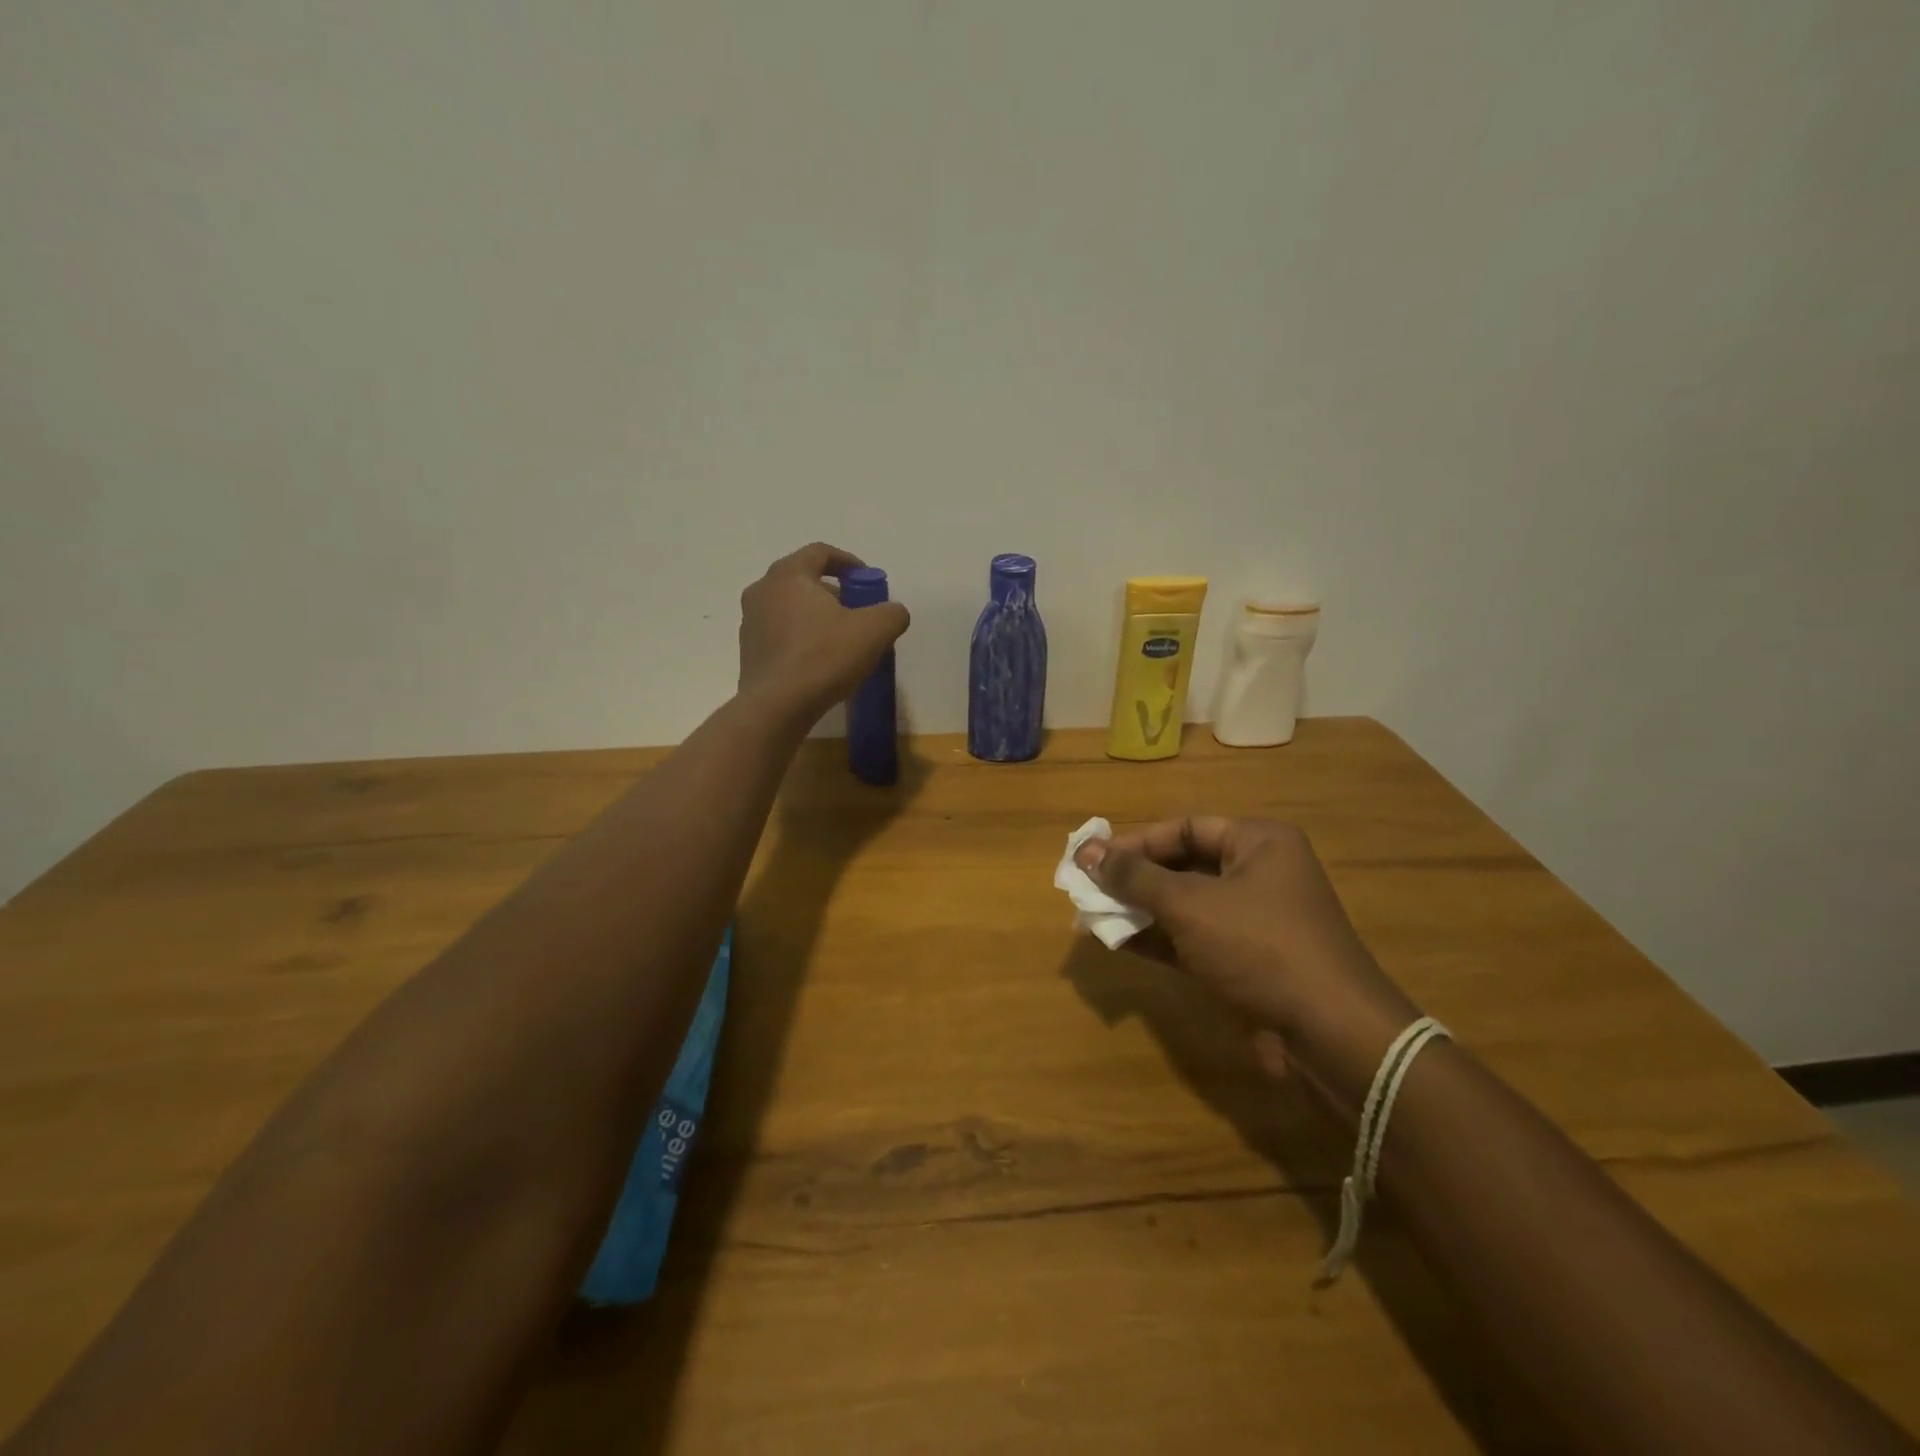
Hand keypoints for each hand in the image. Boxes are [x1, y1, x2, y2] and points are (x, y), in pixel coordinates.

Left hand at [738, 543, 910, 724]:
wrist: (777, 707)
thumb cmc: (824, 657)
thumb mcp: (874, 631)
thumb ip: (891, 613)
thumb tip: (894, 612)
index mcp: (788, 575)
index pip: (820, 552)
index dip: (848, 562)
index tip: (867, 580)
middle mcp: (762, 591)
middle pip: (802, 579)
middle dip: (833, 592)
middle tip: (857, 611)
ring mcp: (750, 623)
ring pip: (789, 608)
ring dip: (815, 616)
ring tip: (840, 640)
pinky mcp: (749, 653)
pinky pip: (780, 635)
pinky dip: (801, 639)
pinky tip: (820, 662)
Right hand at [1076, 818, 1421, 1112]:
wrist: (1329, 1035)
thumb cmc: (1259, 947)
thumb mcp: (1190, 904)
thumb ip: (1134, 876)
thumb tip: (1085, 851)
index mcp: (1258, 843)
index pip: (1185, 828)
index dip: (1136, 842)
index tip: (1092, 859)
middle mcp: (1258, 874)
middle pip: (1183, 865)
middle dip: (1134, 878)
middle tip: (1088, 887)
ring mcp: (1253, 921)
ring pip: (1185, 904)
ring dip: (1141, 910)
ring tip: (1094, 914)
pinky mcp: (1246, 961)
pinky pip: (1192, 938)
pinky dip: (1158, 939)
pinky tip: (1118, 942)